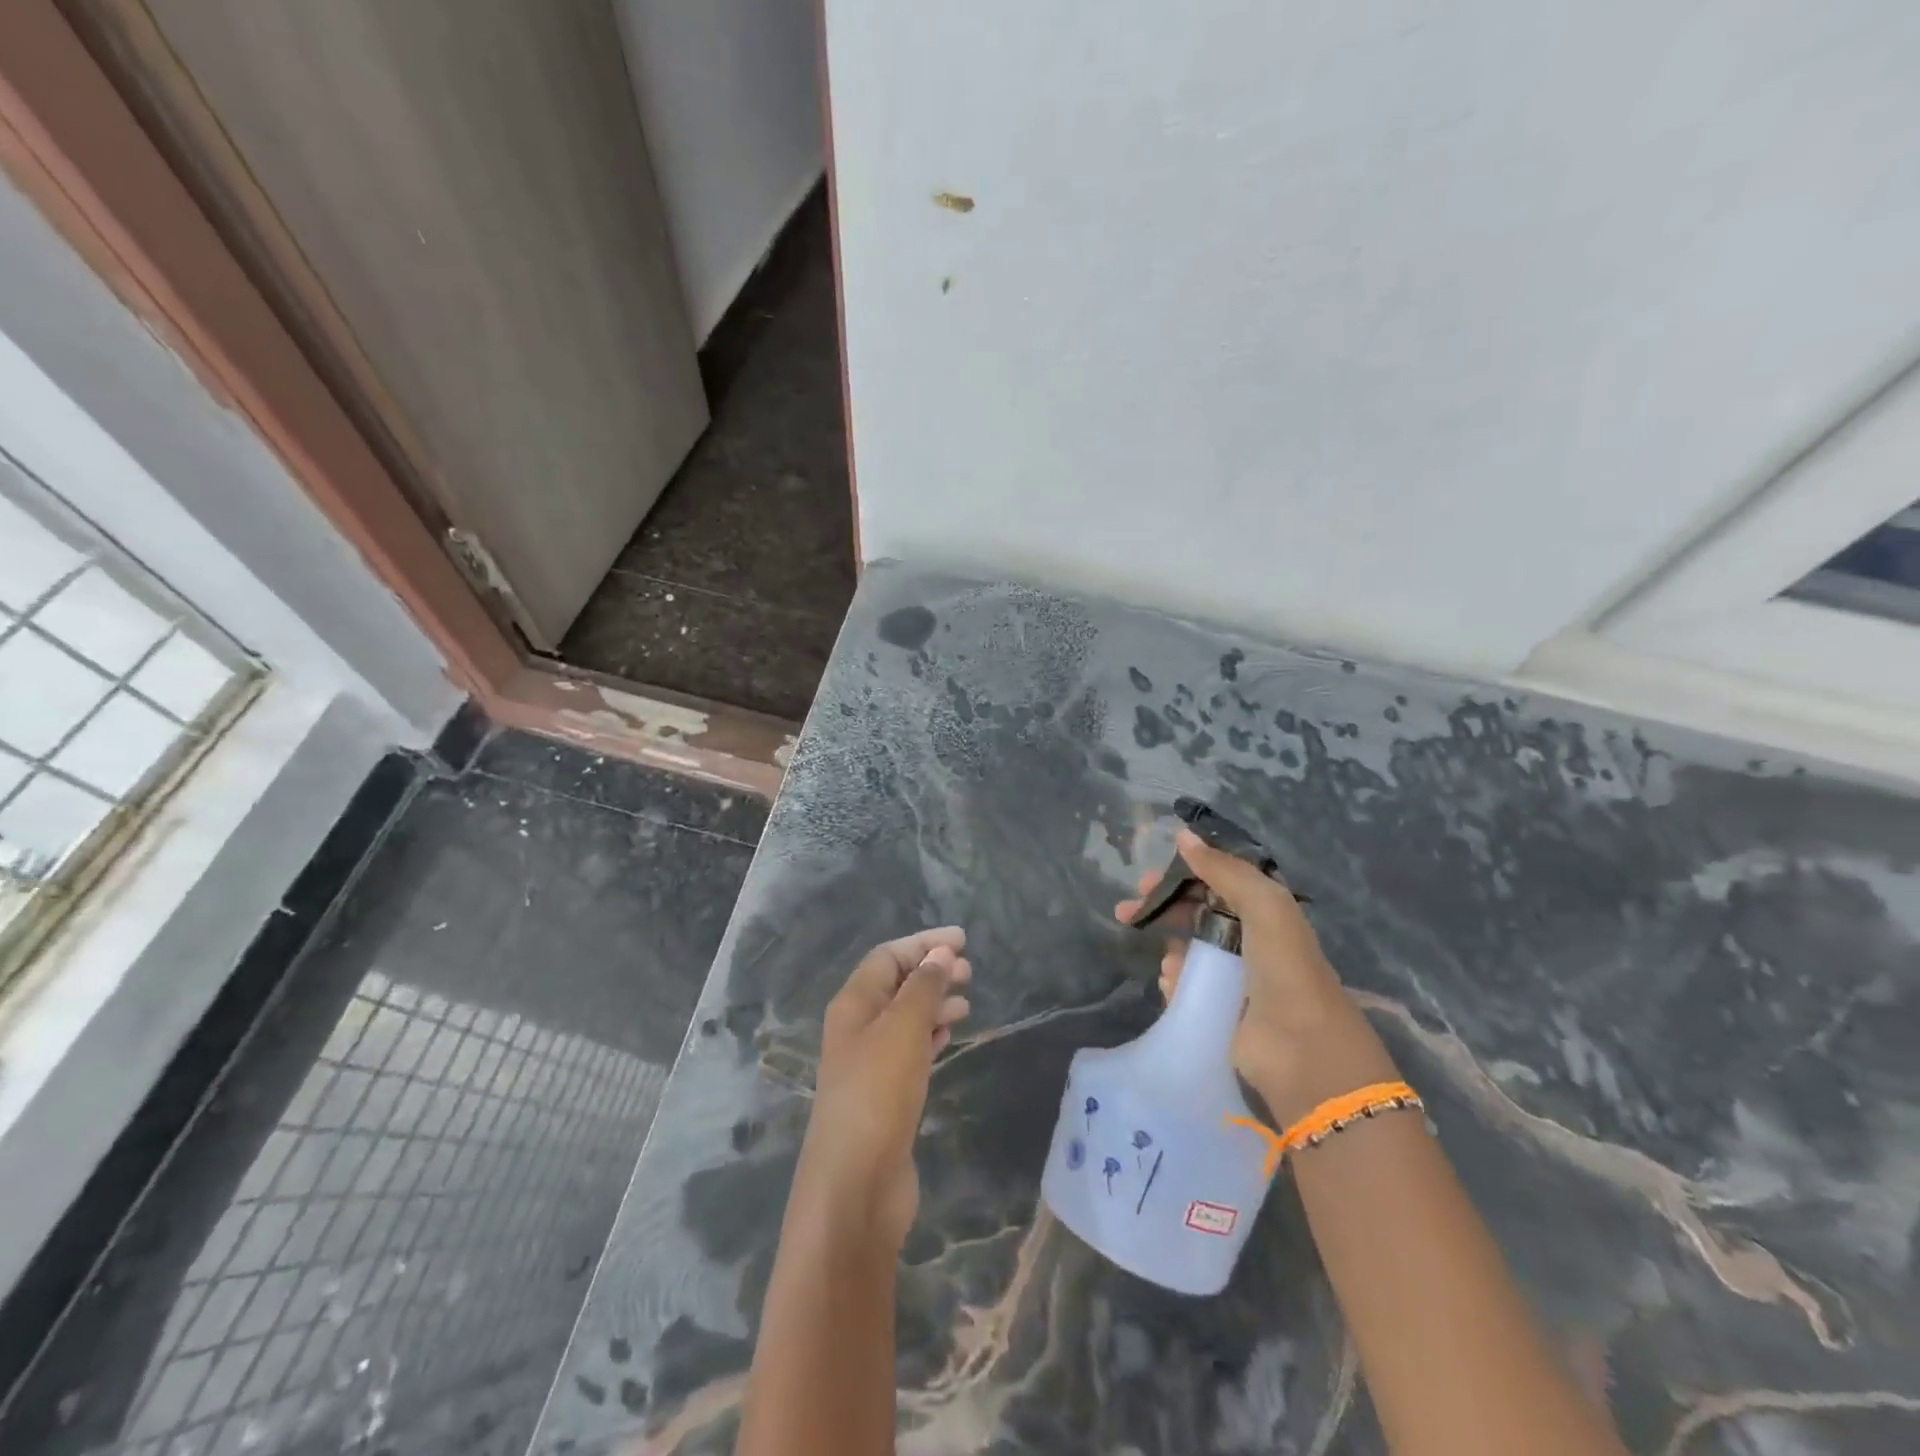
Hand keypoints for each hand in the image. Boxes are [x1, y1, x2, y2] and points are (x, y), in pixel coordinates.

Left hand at [793, 928, 971, 1253]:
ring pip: (905, 1017)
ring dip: (934, 1003)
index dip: (923, 943)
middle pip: (896, 984)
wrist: (855, 1185)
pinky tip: (949, 1035)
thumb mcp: (903, 1029)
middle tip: (969, 971)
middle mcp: (857, 1027)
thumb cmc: (877, 1093)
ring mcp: (869, 1063)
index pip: (888, 956)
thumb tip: (941, 954)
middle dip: (931, 971)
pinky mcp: (885, 1094)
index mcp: (853, 1004)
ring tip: (966, 1001)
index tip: (963, 940)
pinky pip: (910, 1049)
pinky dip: (931, 1035)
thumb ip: (923, 987)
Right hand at [1116, 828, 1398, 1123]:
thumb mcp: (1263, 903)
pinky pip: (1183, 985)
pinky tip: (1173, 985)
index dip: (1183, 873)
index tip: (1150, 876)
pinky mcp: (1217, 1008)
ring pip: (1185, 949)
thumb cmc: (1284, 966)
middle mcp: (1248, 939)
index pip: (1216, 880)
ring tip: (1169, 963)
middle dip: (1161, 908)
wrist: (1301, 1048)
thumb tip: (1182, 835)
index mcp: (1264, 910)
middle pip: (1194, 912)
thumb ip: (1223, 868)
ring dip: (1170, 949)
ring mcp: (1231, 976)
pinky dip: (1173, 981)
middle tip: (1127, 910)